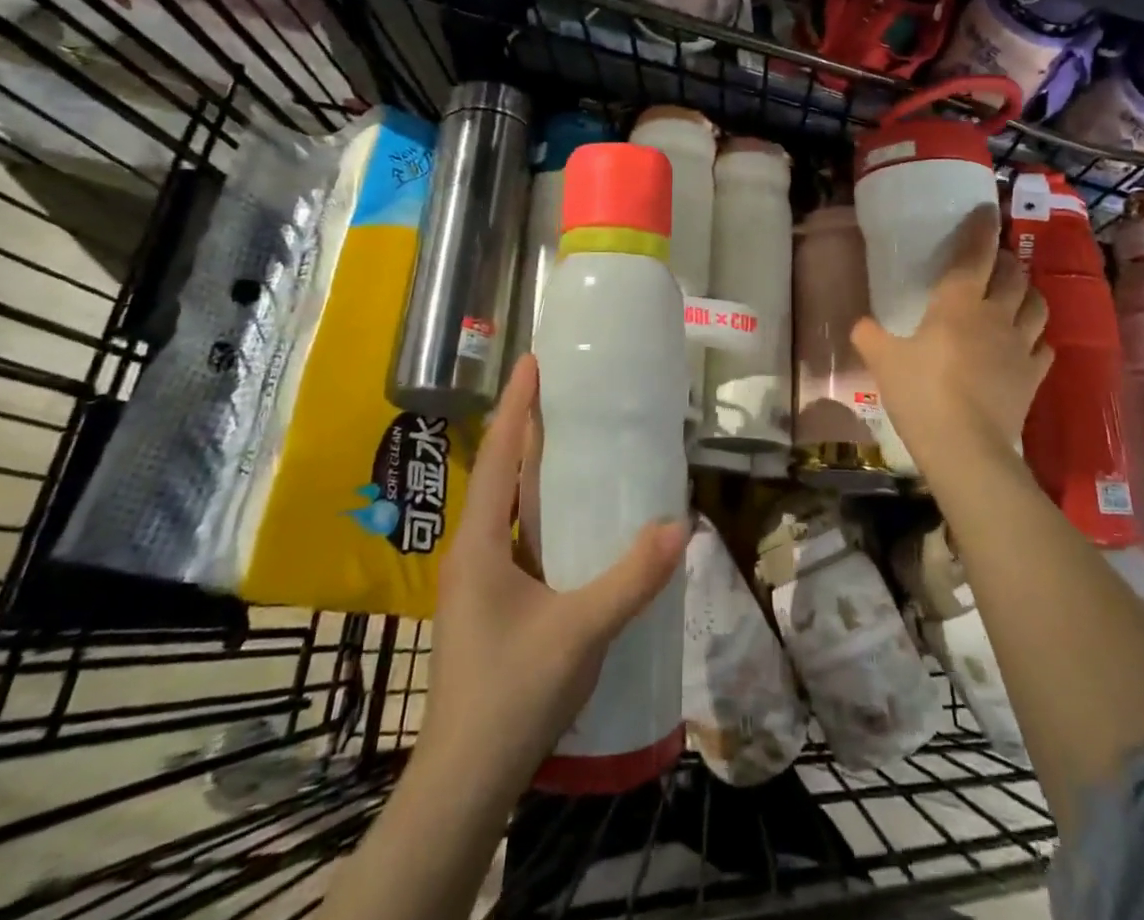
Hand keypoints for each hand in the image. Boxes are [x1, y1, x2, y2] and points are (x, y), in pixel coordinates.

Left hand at [418, 354, 685, 796]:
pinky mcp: (488, 602)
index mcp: (480, 543)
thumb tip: (679, 526)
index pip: (499, 456)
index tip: (532, 361)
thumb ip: (631, 580)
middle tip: (562, 391)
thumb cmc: (512, 695)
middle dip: (525, 428)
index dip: (517, 406)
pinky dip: (537, 509)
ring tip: (569, 441)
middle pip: (498, 472)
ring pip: (504, 506)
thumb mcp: (580, 634)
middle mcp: (471, 550)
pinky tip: (569, 520)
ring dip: (530, 469)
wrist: (464, 781)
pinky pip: (513, 535)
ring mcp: (476, 579)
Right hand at [851, 204, 1051, 482]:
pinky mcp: (1033, 376)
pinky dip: (1037, 337)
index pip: (974, 255)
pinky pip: (1044, 346)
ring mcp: (1020, 346)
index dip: (981, 230)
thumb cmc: (920, 393)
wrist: (965, 447)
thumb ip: (869, 336)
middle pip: (1012, 275)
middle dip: (1005, 260)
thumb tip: (860, 324)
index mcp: (957, 303)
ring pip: (1036, 305)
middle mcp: (995, 315)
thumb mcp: (882, 361)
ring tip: (1016, 292)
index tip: (987, 210)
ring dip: (1027, 292)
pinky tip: (1028, 341)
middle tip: (993, 259)